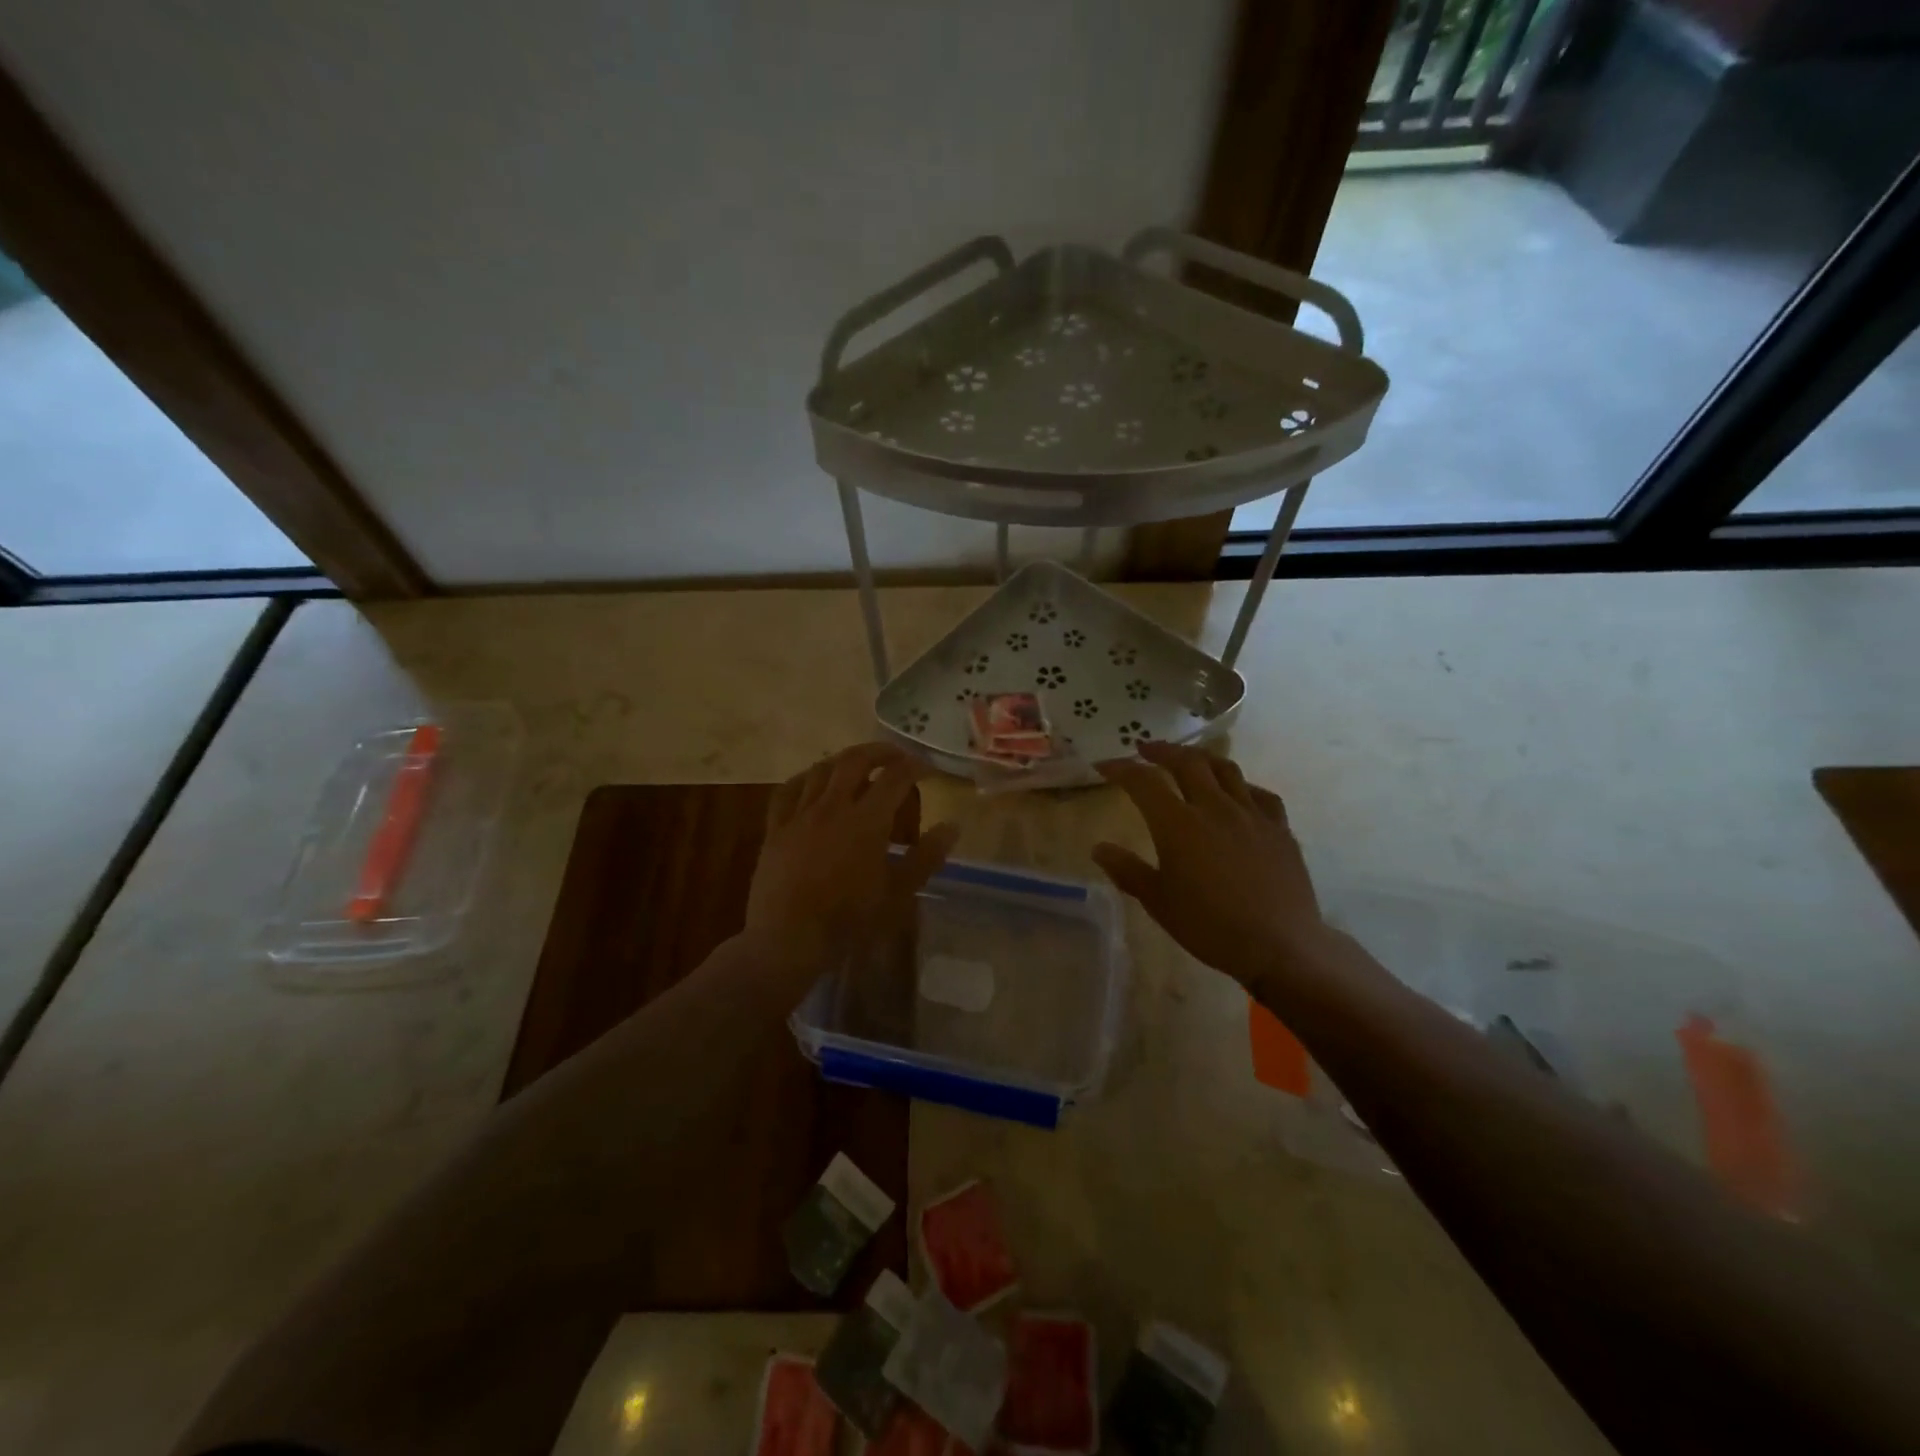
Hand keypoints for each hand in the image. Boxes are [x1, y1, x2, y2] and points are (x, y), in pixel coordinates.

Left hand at [746, 743, 959, 975]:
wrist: (787, 939)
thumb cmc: (848, 919)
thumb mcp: (897, 893)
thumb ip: (926, 856)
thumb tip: (952, 826)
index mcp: (867, 820)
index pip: (896, 778)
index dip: (915, 766)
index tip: (927, 768)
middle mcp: (833, 807)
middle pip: (856, 761)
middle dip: (880, 752)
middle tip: (897, 756)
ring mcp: (800, 814)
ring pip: (822, 769)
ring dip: (844, 760)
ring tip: (858, 764)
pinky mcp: (776, 828)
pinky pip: (788, 789)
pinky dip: (806, 777)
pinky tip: (813, 781)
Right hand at [1093, 742, 1333, 992]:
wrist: (1279, 945)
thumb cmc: (1209, 926)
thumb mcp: (1158, 902)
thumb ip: (1127, 870)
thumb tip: (1099, 849)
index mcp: (1178, 824)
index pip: (1143, 782)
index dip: (1120, 769)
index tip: (1104, 766)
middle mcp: (1214, 807)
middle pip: (1187, 762)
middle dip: (1162, 751)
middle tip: (1145, 749)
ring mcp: (1251, 814)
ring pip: (1225, 769)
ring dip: (1201, 758)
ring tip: (1189, 759)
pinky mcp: (1279, 828)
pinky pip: (1260, 794)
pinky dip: (1242, 786)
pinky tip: (1238, 793)